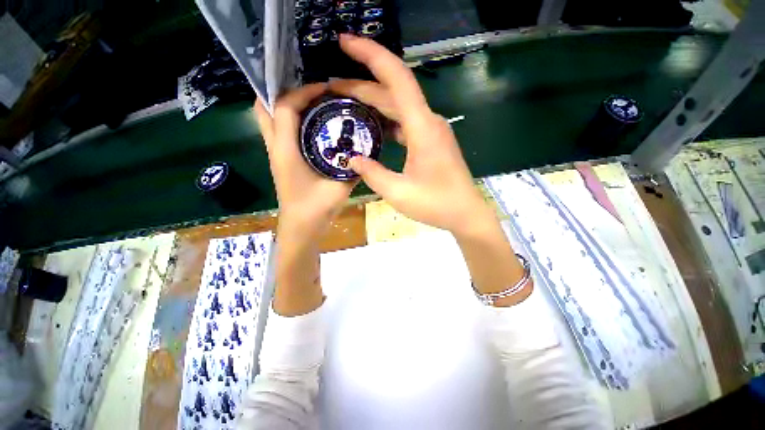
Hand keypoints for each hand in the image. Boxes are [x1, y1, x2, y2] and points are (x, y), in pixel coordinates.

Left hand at [254, 83, 355, 236]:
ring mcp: (275, 153)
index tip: (326, 89)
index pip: (284, 107)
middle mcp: (275, 148)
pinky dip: (291, 120)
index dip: (303, 91)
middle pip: (264, 107)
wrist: (302, 227)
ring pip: (268, 118)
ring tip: (311, 102)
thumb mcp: (341, 185)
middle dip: (283, 91)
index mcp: (286, 151)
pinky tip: (312, 123)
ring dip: (285, 104)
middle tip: (309, 91)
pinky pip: (279, 131)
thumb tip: (365, 147)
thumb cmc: (318, 208)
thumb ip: (353, 166)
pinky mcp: (281, 160)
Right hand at [331, 35, 529, 305]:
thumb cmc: (436, 204)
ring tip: (347, 103)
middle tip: (333, 87)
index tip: (345, 43)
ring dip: (373, 101)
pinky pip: (405, 121)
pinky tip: (372, 126)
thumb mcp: (398, 192)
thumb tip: (352, 159)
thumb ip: (372, 174)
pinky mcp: (431, 141)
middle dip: (362, 84)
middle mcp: (428, 121)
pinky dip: (386, 119)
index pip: (396, 78)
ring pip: (399, 106)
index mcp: (422, 128)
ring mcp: (431, 130)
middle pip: (393, 91)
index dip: (371, 55)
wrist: (465, 213)